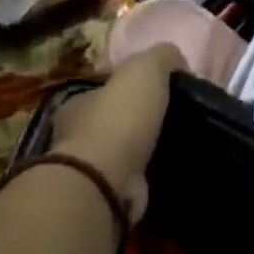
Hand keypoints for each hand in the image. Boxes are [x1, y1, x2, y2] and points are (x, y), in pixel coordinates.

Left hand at [50, 44, 186, 220]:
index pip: (106, 90)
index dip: (132, 89)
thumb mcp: (144, 69)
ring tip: (179, 144)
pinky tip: (170, 169)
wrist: (105, 179)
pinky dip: (148, 175)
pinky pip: (132, 179)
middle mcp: (75, 135)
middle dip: (139, 121)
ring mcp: (88, 168)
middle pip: (113, 121)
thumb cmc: (119, 119)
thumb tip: (177, 61)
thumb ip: (161, 57)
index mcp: (78, 103)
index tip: (163, 92)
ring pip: (123, 152)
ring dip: (145, 150)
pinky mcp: (105, 195)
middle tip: (175, 119)